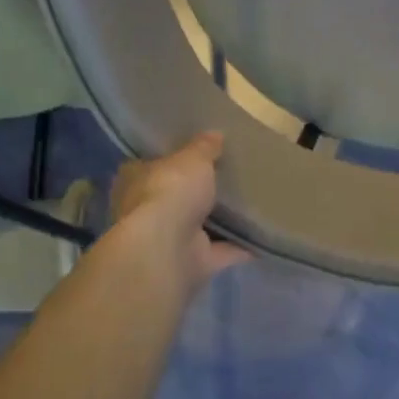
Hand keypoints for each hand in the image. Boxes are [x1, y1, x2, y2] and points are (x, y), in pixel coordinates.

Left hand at [109, 132, 249, 289]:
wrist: (168, 249)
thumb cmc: (170, 192)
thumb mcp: (192, 159)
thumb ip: (204, 148)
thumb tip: (215, 135)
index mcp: (135, 181)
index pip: (150, 166)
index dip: (170, 159)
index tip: (194, 154)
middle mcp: (147, 212)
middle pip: (175, 198)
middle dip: (196, 193)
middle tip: (227, 177)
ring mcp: (170, 241)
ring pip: (198, 227)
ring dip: (219, 222)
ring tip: (249, 204)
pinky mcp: (194, 263)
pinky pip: (223, 251)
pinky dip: (241, 246)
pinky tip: (263, 235)